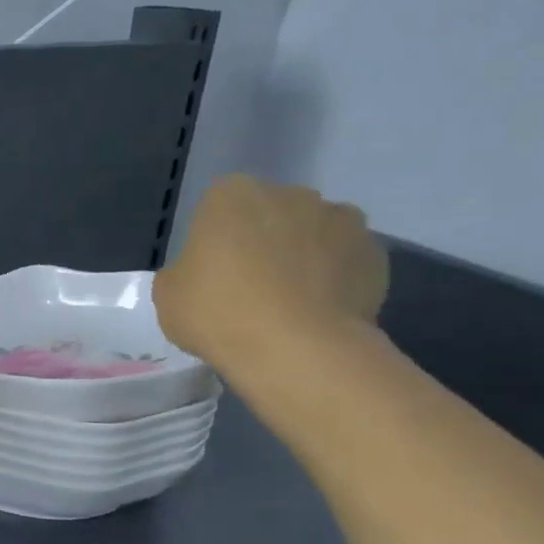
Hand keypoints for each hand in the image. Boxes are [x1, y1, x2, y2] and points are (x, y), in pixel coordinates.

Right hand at [153, 176, 387, 385]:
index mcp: (231, 195)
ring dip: (303, 255)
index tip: (211, 271)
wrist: (296, 349)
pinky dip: (335, 277)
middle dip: (262, 240)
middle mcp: (290, 194)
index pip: (218, 206)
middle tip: (248, 285)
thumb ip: (185, 271)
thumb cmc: (217, 312)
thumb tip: (204, 273)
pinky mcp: (375, 253)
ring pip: (313, 233)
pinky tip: (318, 311)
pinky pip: (346, 260)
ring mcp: (340, 220)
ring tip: (290, 301)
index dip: (214, 239)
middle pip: (271, 213)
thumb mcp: (168, 294)